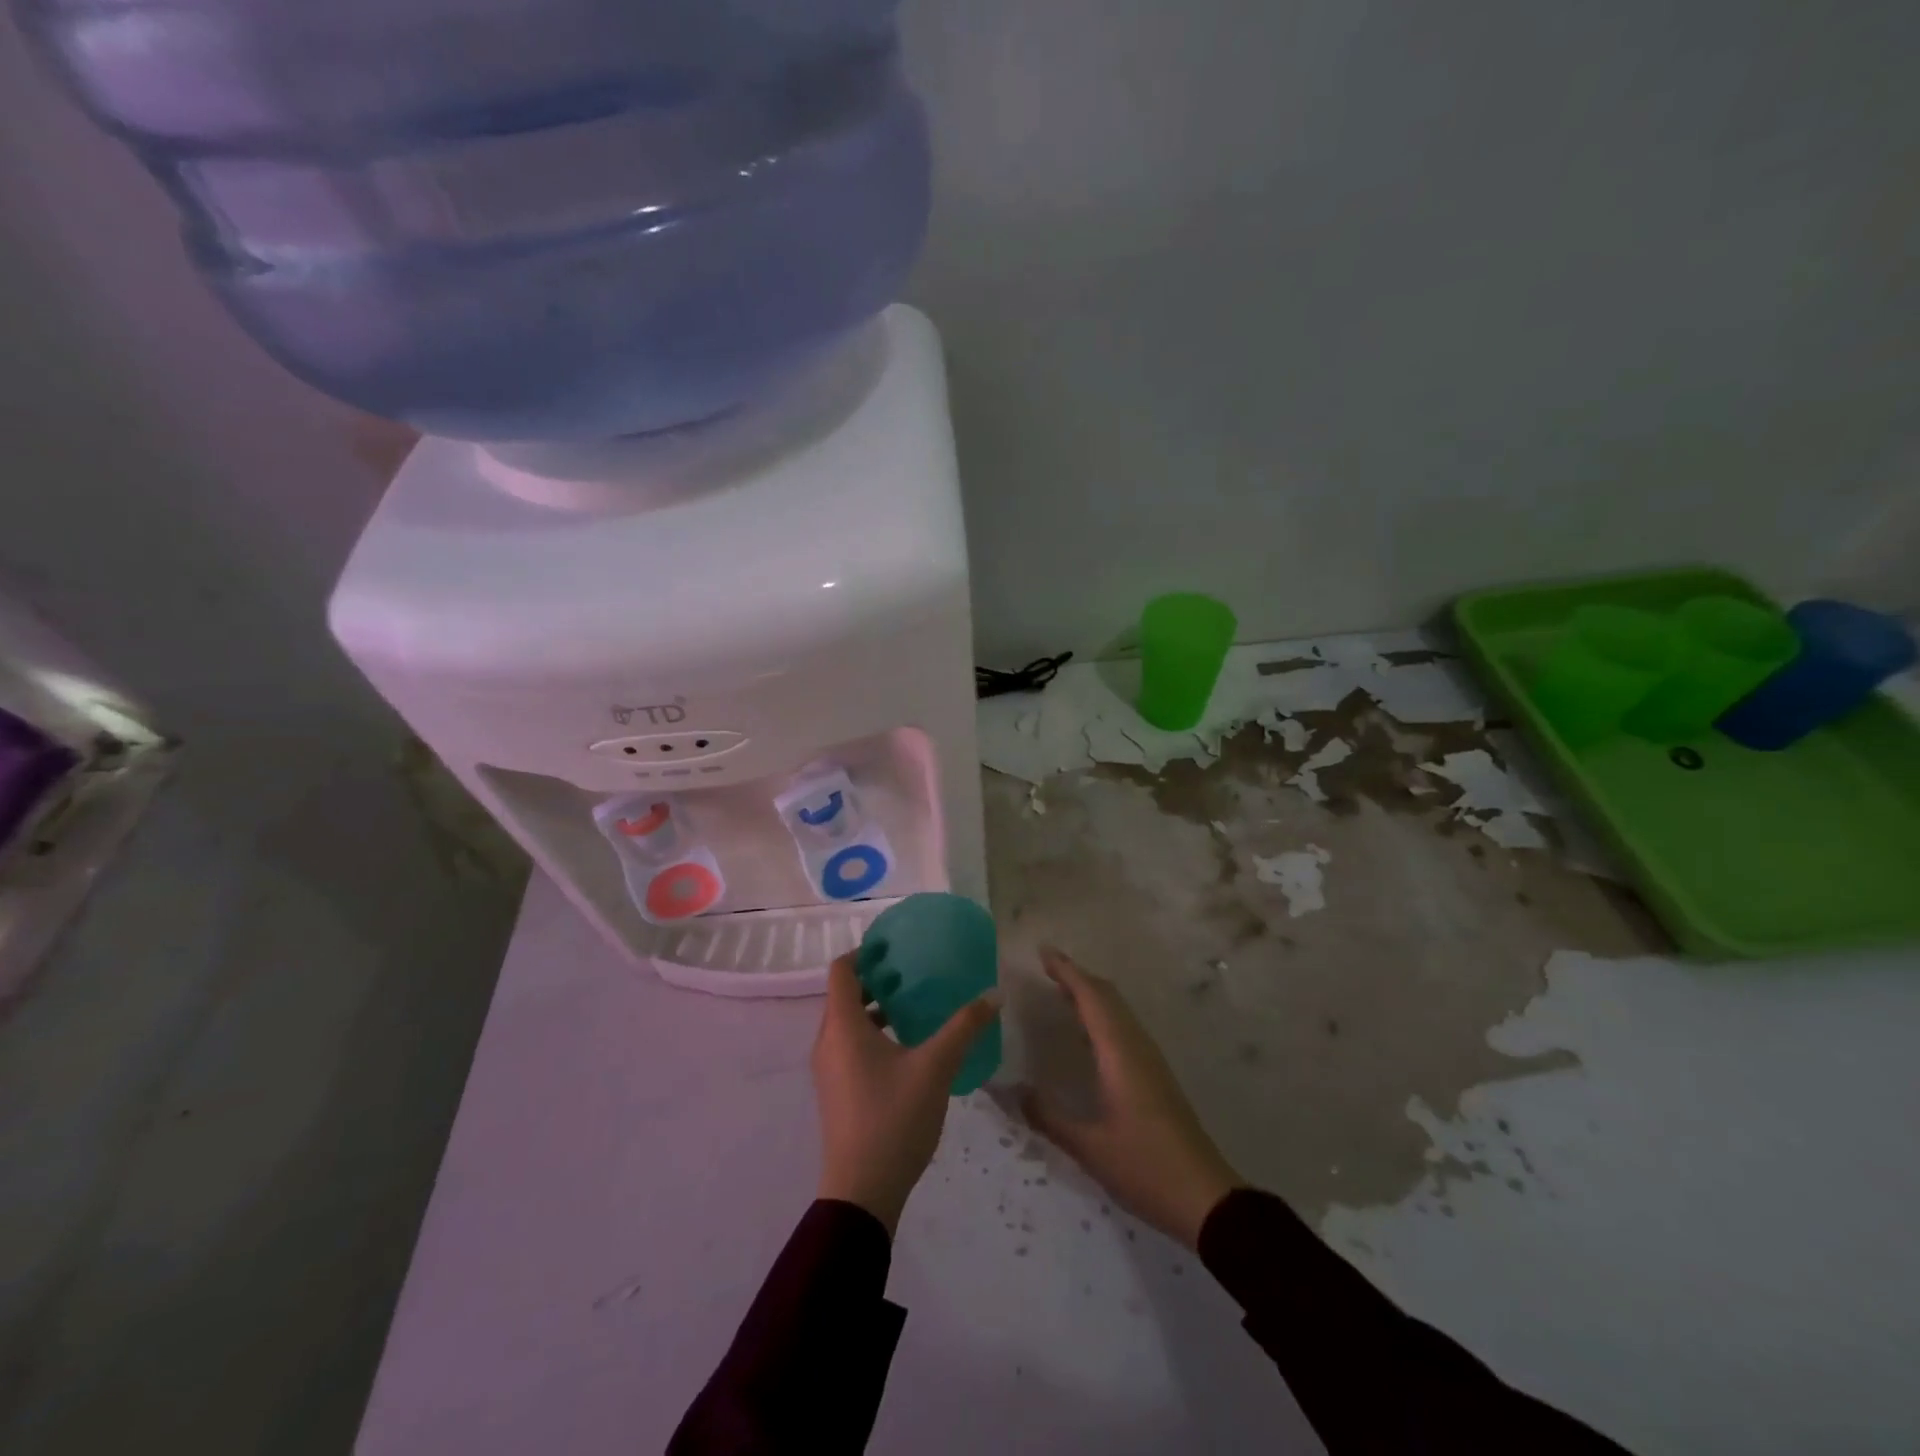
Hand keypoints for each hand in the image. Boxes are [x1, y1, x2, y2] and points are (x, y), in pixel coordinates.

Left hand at [813, 953, 1000, 1234]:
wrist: (861, 1193)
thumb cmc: (893, 1119)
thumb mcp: (935, 1067)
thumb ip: (964, 1027)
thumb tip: (994, 993)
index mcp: (842, 1026)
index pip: (842, 970)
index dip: (864, 951)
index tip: (895, 947)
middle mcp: (827, 1041)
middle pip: (844, 994)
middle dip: (876, 978)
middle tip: (913, 972)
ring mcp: (828, 1069)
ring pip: (847, 1022)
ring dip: (875, 1008)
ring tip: (914, 1005)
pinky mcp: (836, 1091)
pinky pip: (849, 1045)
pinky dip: (872, 1033)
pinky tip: (907, 1047)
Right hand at [1022, 946, 1244, 1249]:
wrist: (1206, 1199)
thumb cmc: (1145, 1167)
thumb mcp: (1089, 1147)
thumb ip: (1048, 1117)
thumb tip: (1011, 1091)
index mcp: (1119, 1054)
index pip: (1091, 998)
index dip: (1067, 971)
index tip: (1043, 952)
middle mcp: (1136, 1047)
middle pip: (1107, 996)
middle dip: (1078, 977)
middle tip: (1047, 968)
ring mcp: (1150, 1060)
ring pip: (1118, 1011)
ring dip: (1092, 994)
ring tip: (1061, 992)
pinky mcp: (1156, 1076)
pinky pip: (1124, 1028)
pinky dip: (1102, 1015)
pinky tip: (1088, 1035)